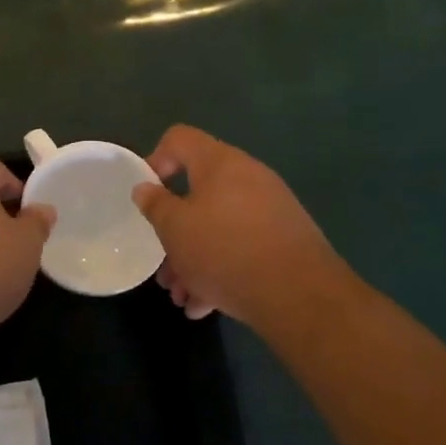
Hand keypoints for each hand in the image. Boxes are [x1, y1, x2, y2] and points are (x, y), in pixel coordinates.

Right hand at [133, 125, 341, 327]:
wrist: (300, 295)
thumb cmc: (225, 250)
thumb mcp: (175, 229)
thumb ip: (155, 205)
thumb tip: (145, 188)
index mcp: (219, 162)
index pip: (179, 139)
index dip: (156, 160)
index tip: (147, 196)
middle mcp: (248, 177)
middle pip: (199, 193)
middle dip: (175, 231)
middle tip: (163, 264)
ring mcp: (271, 209)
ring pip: (219, 227)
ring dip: (195, 259)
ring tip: (181, 296)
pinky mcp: (285, 241)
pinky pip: (243, 247)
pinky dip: (221, 270)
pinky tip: (205, 306)